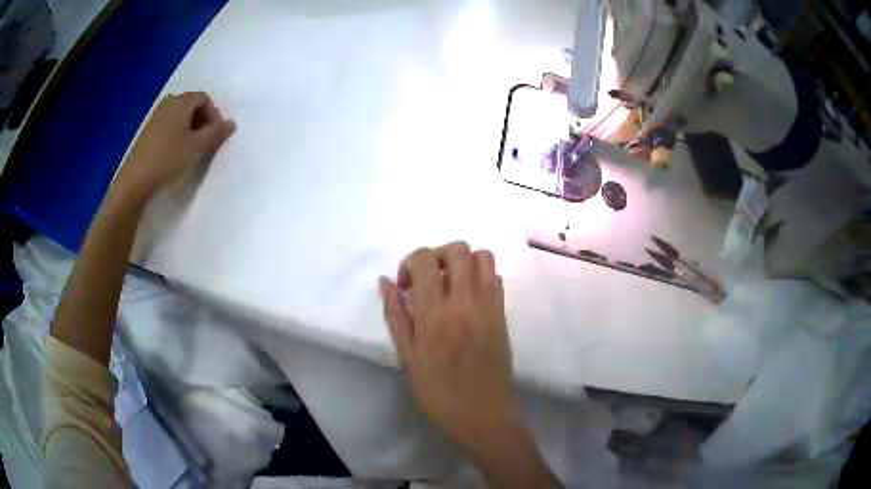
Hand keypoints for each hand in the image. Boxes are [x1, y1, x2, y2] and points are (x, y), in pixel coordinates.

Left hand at [112, 91, 235, 207]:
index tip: (216, 133)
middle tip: (206, 140)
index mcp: (181, 102)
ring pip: (179, 114)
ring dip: (190, 126)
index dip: (213, 113)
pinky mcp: (148, 130)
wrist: (136, 179)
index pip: (203, 98)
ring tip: (192, 146)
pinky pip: (169, 123)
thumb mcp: (196, 146)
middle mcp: (168, 103)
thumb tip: (232, 124)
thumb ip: (215, 133)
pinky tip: (177, 150)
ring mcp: (156, 116)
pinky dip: (178, 131)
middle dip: (202, 119)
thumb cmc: (168, 158)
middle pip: (191, 104)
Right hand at [379, 242, 518, 450]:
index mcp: (436, 314)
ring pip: (483, 257)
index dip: (410, 262)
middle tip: (428, 278)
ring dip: (463, 261)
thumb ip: (396, 315)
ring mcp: (489, 306)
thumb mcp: (407, 356)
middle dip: (438, 254)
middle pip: (459, 249)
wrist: (482, 414)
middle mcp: (465, 302)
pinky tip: (467, 299)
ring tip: (450, 284)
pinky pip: (496, 278)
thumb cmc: (438, 391)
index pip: (425, 260)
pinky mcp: (503, 314)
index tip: (405, 284)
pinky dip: (480, 277)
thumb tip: (386, 281)